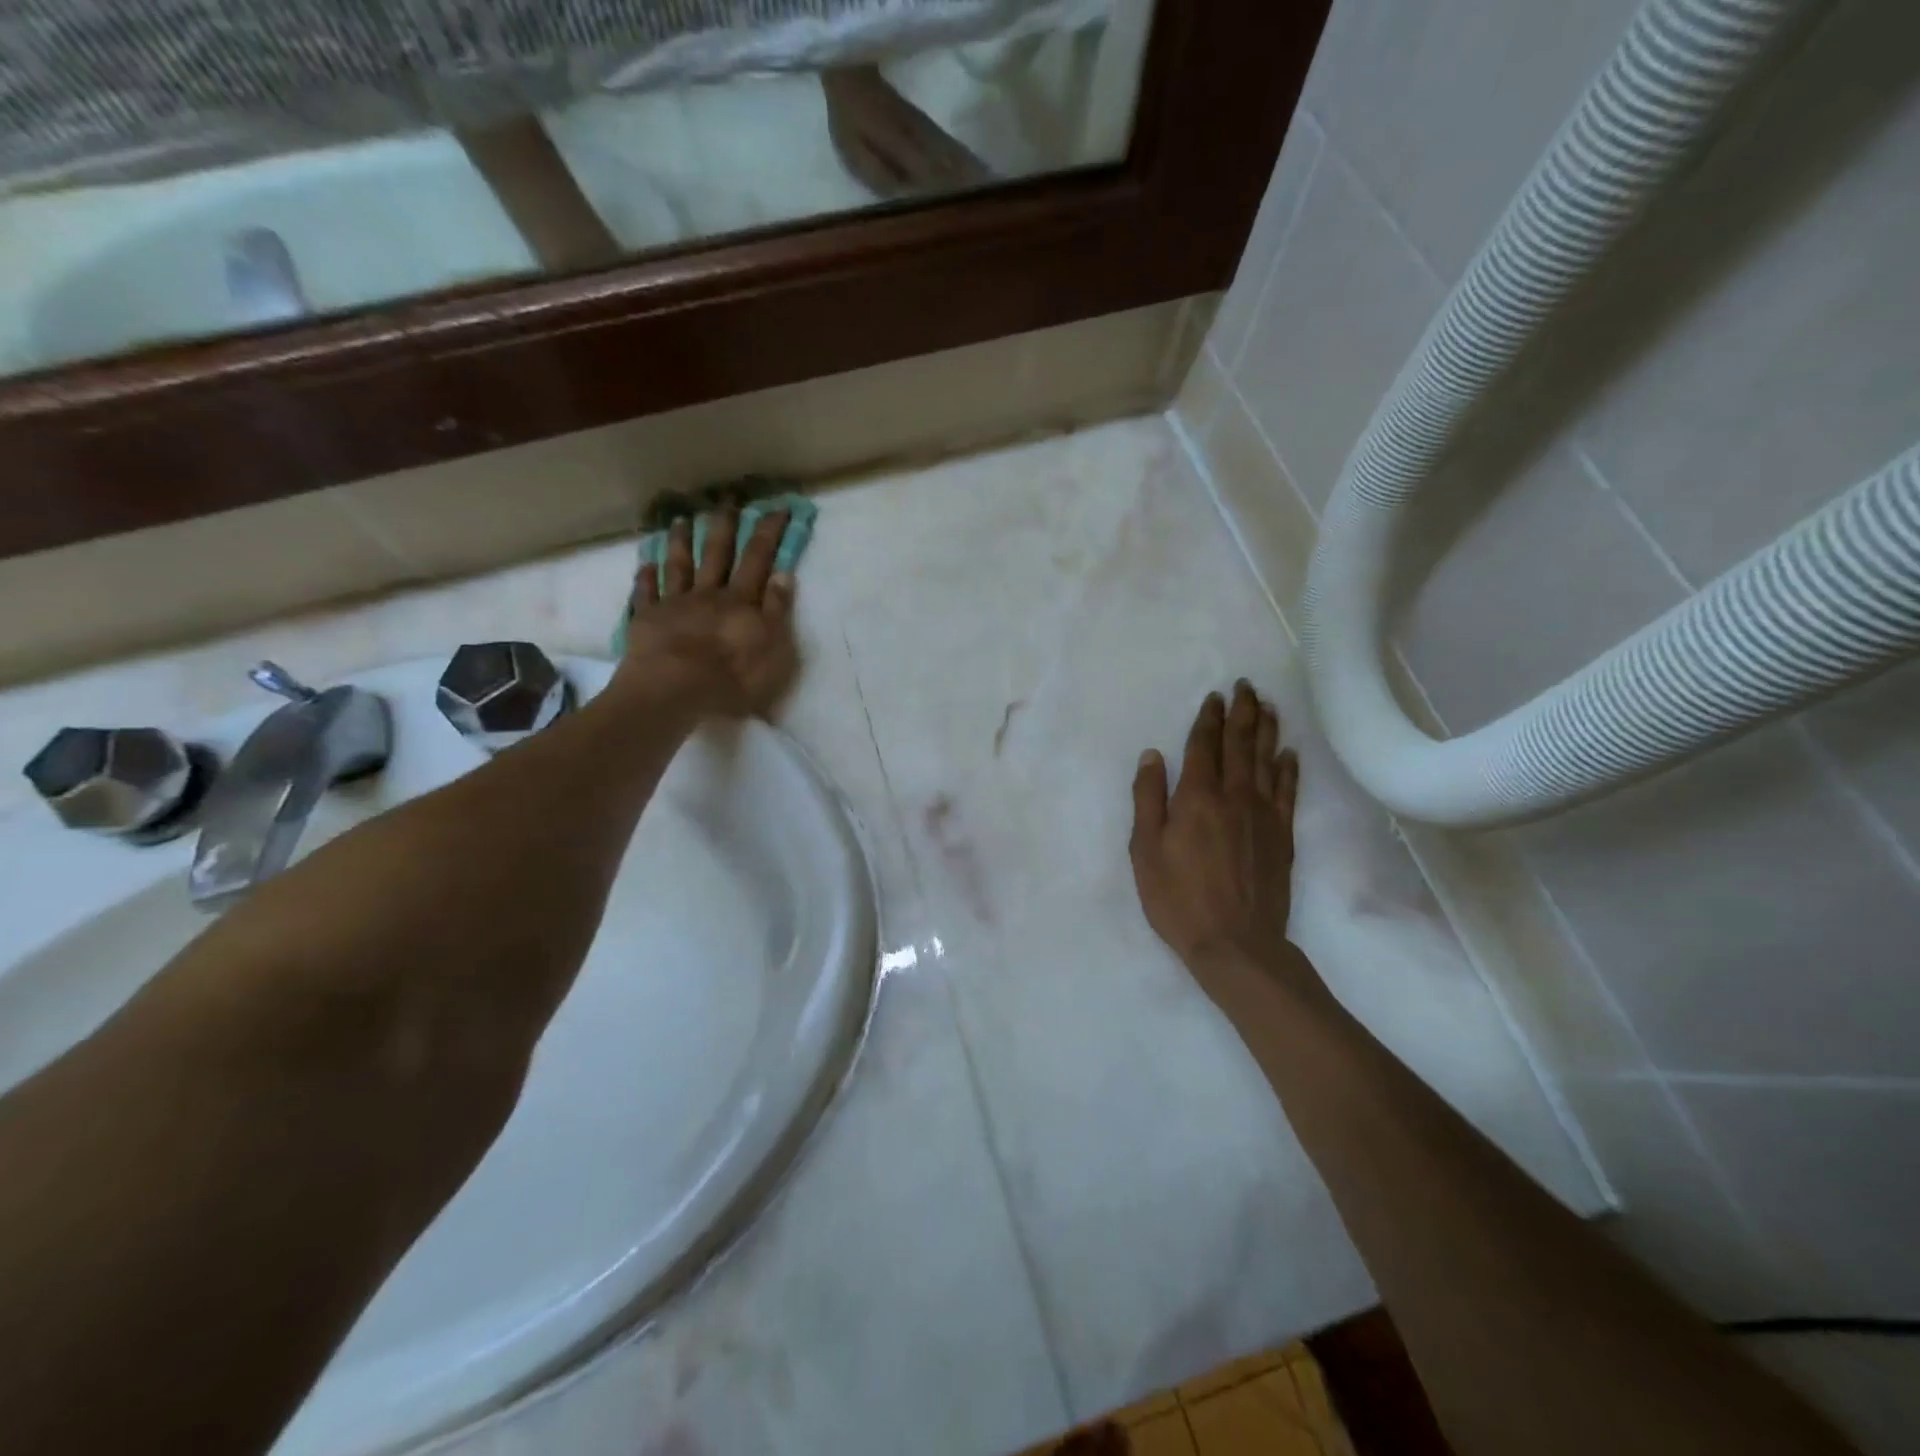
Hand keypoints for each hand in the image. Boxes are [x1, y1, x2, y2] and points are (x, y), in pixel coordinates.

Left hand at [614, 510, 799, 719]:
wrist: (675, 690)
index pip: (758, 559)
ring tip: (681, 519)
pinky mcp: (647, 620)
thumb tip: (783, 574)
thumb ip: (777, 611)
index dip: (769, 533)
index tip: (777, 508)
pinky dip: (646, 577)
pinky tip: (645, 564)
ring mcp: (674, 604)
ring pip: (679, 566)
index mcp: (741, 601)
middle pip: (716, 554)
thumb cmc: (732, 676)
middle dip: (724, 525)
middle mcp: (708, 594)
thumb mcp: (773, 648)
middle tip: (726, 499)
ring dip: (682, 542)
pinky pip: (645, 594)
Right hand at [1130, 682, 1303, 984]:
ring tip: (1269, 706)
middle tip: (1246, 686)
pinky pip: (1288, 791)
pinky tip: (1289, 753)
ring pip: (1267, 760)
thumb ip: (1148, 799)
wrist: (1236, 943)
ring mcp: (1264, 814)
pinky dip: (1288, 768)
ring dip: (1267, 730)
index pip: (1204, 746)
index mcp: (1196, 797)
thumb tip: (1153, 755)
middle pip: (1240, 744)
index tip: (1215, 696)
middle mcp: (1234, 796)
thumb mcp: (1145, 851)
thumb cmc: (1178, 898)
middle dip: (1242, 712)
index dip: (1209, 718)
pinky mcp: (1283, 834)